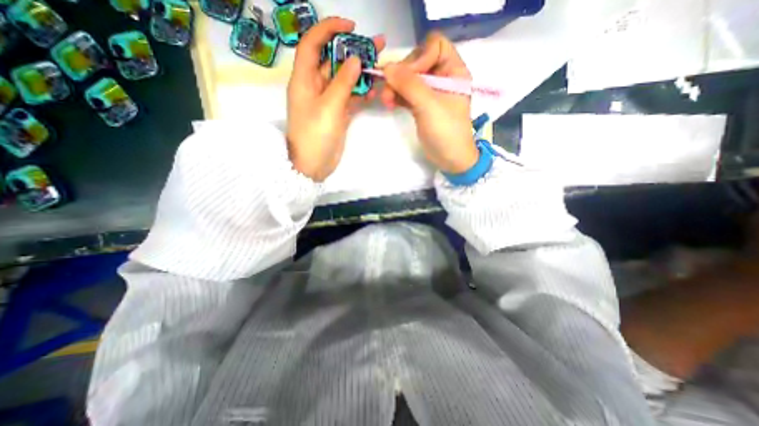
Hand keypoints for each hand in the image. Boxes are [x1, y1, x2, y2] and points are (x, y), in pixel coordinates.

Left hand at [287, 18, 386, 181]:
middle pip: (333, 61)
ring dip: (361, 74)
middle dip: (353, 52)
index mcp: (304, 79)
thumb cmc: (315, 136)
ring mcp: (328, 101)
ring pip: (344, 81)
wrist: (313, 165)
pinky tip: (374, 91)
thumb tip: (355, 59)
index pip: (313, 44)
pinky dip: (361, 94)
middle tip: (377, 46)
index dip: (329, 30)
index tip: (351, 26)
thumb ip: (342, 83)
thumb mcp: (328, 107)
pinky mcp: (337, 114)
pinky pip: (350, 98)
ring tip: (380, 67)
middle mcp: (315, 86)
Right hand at [383, 31, 475, 173]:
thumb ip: (409, 84)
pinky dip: (397, 96)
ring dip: (396, 87)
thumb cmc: (446, 131)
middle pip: (418, 62)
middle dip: (402, 75)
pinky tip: (389, 103)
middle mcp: (443, 77)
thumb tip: (387, 67)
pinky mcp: (422, 105)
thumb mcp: (429, 106)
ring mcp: (431, 92)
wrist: (450, 159)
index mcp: (453, 71)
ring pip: (409, 79)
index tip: (407, 76)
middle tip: (389, 91)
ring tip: (386, 101)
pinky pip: (407, 93)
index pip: (434, 46)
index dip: (419, 57)